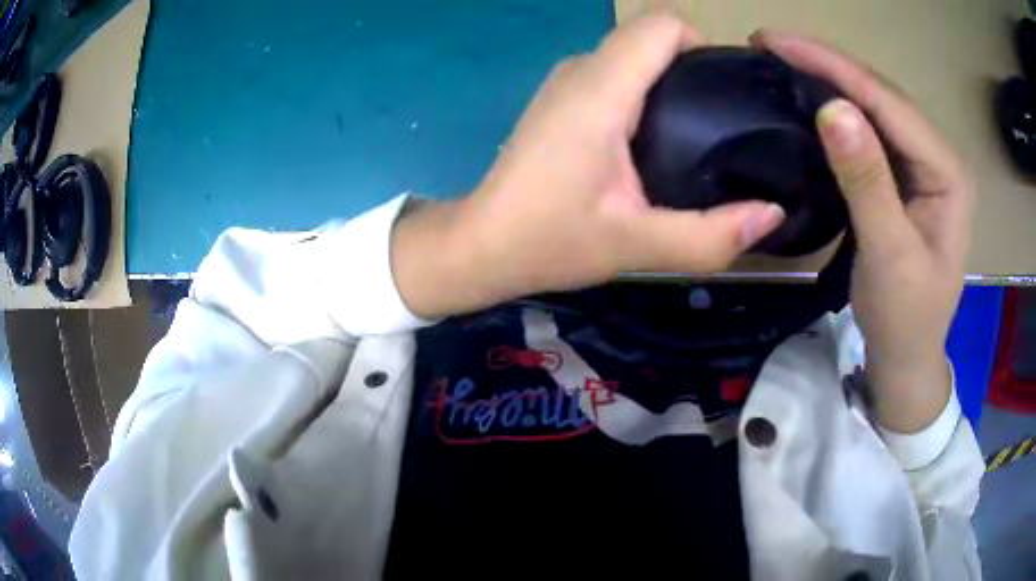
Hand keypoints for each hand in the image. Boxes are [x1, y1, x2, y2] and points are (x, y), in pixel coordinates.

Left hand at [392, 15, 784, 319]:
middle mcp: (582, 69)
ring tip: (695, 136)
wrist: (483, 244)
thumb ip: (710, 235)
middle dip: (695, 68)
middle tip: (720, 126)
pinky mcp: (561, 97)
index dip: (703, 46)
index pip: (662, 26)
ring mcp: (567, 80)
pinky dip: (646, 92)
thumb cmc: (549, 241)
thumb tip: (773, 215)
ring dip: (671, 82)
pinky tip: (655, 139)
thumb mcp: (637, 245)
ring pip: (635, 55)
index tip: (726, 95)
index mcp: (601, 90)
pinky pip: (617, 72)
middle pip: (652, 37)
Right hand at [752, 31, 975, 432]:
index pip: (888, 103)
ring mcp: (921, 165)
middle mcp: (938, 157)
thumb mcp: (890, 255)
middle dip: (827, 65)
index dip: (834, 67)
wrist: (906, 355)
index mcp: (948, 173)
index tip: (775, 42)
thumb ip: (868, 182)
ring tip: (782, 61)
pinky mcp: (904, 177)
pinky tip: (810, 98)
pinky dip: (837, 111)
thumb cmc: (905, 317)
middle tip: (769, 44)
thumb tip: (833, 110)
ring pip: (874, 108)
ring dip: (828, 80)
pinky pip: (870, 132)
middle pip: (881, 96)